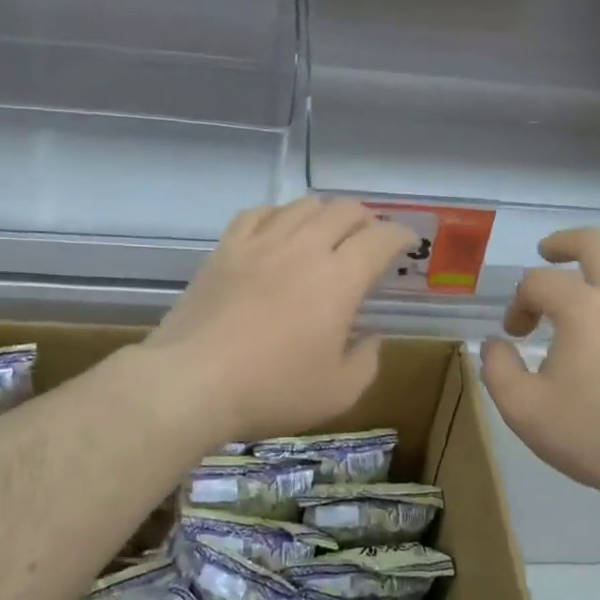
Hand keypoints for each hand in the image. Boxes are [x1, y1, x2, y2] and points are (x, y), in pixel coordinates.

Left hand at [146, 198, 416, 442]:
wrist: (192, 382)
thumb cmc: (272, 390)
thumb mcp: (338, 392)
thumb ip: (366, 360)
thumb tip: (370, 337)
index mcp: (339, 279)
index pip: (380, 239)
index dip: (400, 235)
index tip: (407, 244)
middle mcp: (304, 248)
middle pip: (344, 211)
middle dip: (366, 219)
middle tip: (370, 238)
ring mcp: (260, 244)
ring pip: (302, 206)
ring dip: (325, 212)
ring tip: (328, 230)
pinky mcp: (225, 250)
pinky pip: (257, 214)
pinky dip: (278, 214)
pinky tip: (278, 228)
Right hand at [480, 228, 599, 509]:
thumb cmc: (594, 434)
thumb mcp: (524, 409)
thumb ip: (497, 368)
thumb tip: (497, 344)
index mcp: (585, 307)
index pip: (540, 282)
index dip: (519, 303)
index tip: (515, 335)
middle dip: (567, 241)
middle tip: (547, 253)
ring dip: (597, 275)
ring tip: (576, 306)